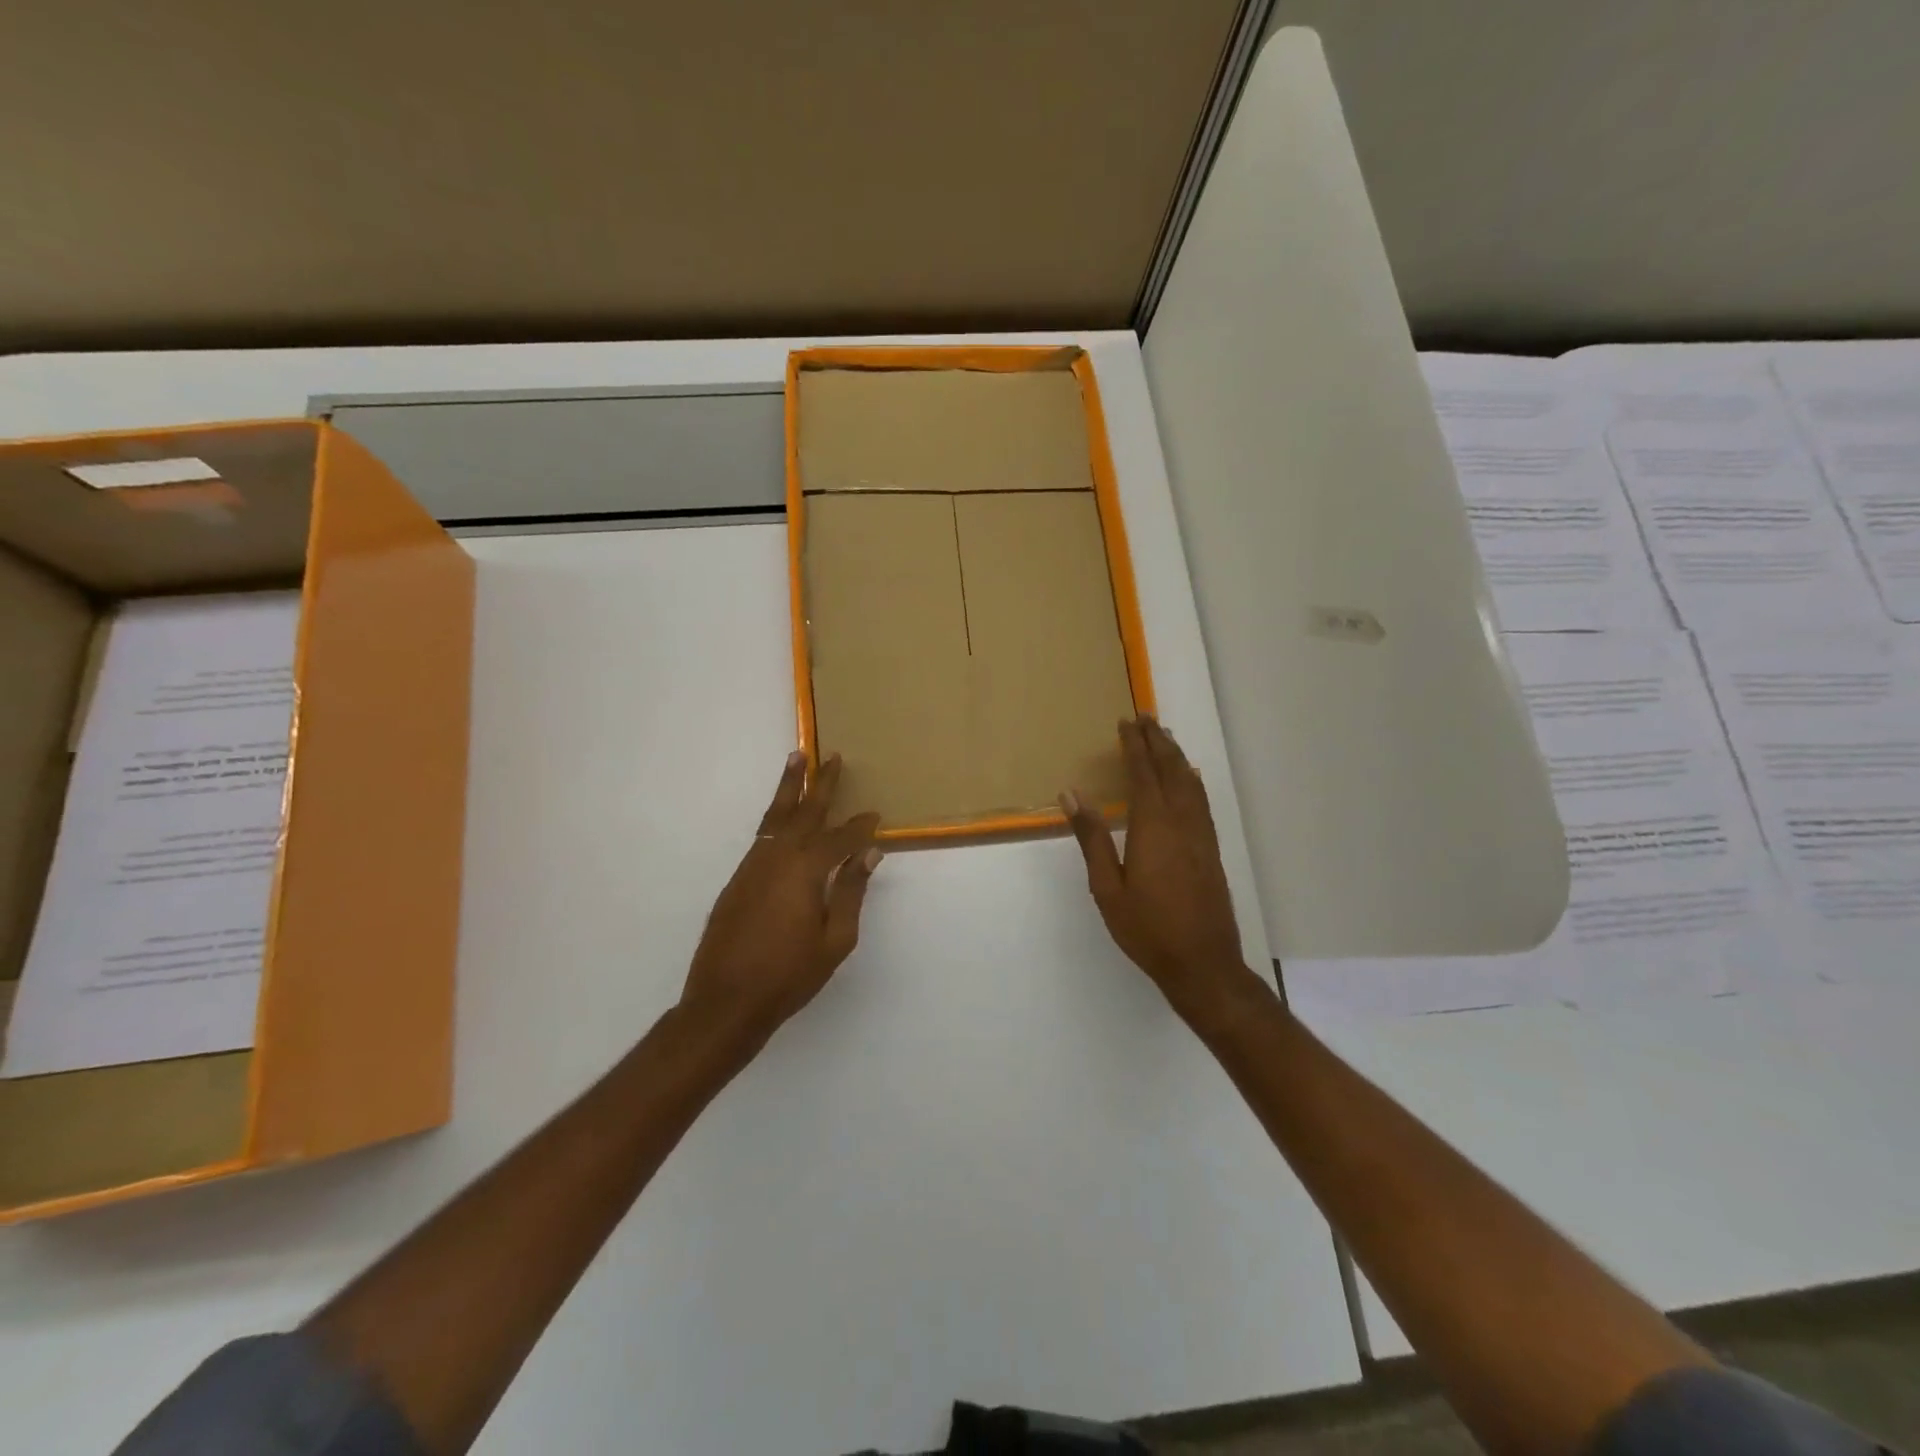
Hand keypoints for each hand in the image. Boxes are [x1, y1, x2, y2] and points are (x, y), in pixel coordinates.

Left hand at [681, 752, 881, 1045]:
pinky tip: (784, 818)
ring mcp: (753, 866)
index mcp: (806, 870)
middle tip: (830, 755)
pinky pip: (763, 836)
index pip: (841, 838)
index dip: (861, 827)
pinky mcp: (738, 878)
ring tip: (797, 759)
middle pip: (803, 811)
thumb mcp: (835, 940)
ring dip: (790, 788)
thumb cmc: (789, 976)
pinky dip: (777, 818)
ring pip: (776, 816)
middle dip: (820, 782)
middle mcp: (777, 857)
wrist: (725, 1002)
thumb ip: (852, 892)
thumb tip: (869, 853)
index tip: (876, 815)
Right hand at [1062, 717, 1260, 1021]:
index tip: (1126, 722)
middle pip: (1170, 771)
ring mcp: (1201, 836)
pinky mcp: (1211, 850)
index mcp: (1153, 827)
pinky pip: (1201, 801)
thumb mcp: (1107, 887)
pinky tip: (1189, 778)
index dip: (1134, 746)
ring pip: (1190, 783)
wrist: (1203, 963)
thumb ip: (1092, 838)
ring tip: (1165, 736)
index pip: (1143, 774)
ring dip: (1176, 756)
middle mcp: (1181, 822)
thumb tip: (1072, 794)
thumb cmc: (1147, 929)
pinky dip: (1192, 780)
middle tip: (1146, 716)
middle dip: (1157, 741)